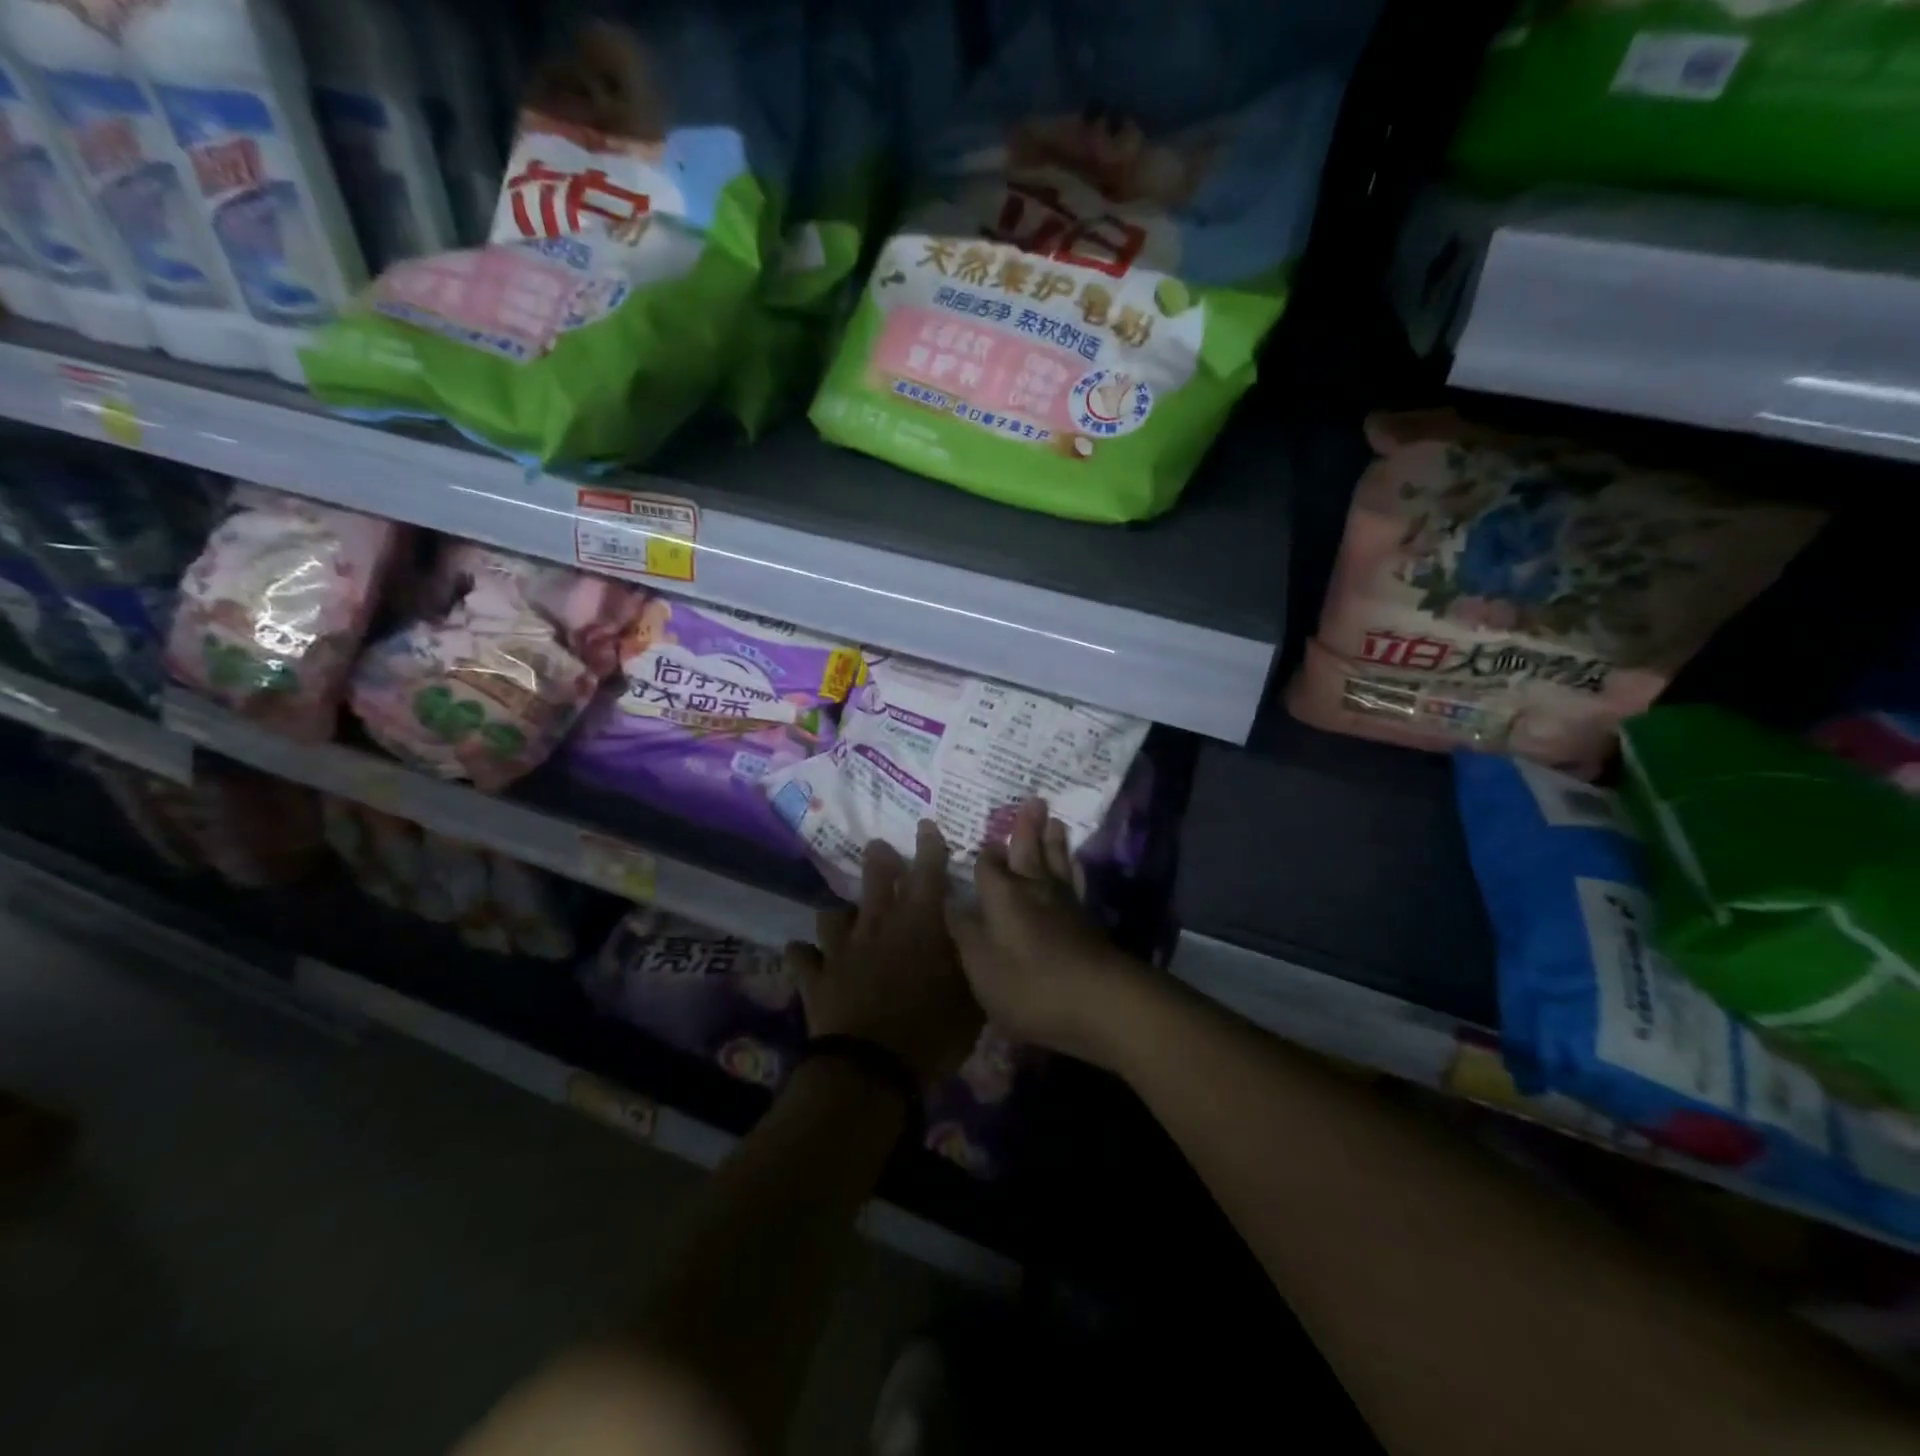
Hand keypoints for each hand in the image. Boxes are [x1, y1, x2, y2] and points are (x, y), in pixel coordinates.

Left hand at [786, 821, 982, 1089]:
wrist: (872, 1068)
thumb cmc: (933, 1030)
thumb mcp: (971, 997)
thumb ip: (971, 960)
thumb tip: (975, 937)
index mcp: (919, 923)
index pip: (928, 872)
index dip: (929, 846)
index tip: (926, 826)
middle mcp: (878, 925)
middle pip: (876, 879)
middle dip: (880, 860)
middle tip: (879, 849)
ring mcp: (841, 949)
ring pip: (833, 914)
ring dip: (840, 913)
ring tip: (843, 914)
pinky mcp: (815, 977)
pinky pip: (801, 958)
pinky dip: (804, 955)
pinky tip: (804, 956)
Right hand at [945, 798, 1141, 1066]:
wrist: (1100, 1001)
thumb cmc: (1029, 984)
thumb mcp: (980, 964)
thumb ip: (963, 929)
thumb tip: (947, 898)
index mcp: (1002, 895)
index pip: (988, 864)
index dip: (984, 853)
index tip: (982, 838)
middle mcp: (1033, 889)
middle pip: (1028, 851)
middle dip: (1026, 828)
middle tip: (1032, 800)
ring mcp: (1064, 904)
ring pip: (1056, 862)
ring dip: (1053, 841)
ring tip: (1055, 820)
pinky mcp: (1087, 921)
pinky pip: (1077, 882)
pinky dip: (1074, 870)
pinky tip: (1076, 865)